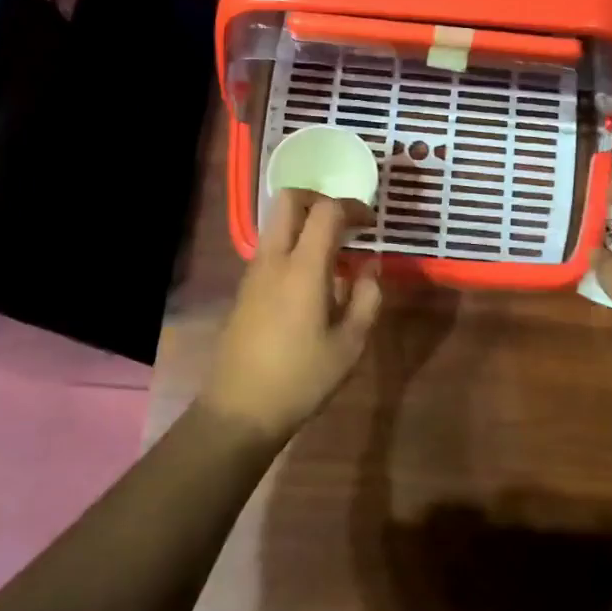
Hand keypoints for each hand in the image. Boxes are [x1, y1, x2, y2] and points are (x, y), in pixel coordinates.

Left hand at [201, 191, 383, 442]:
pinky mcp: (244, 290)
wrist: (239, 410)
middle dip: (319, 200)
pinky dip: (292, 246)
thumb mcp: (350, 344)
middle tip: (344, 224)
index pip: (327, 211)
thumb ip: (366, 298)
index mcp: (303, 268)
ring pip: (276, 224)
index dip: (353, 208)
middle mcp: (274, 260)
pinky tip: (311, 281)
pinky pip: (270, 249)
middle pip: (288, 201)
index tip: (371, 224)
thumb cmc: (302, 378)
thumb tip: (370, 268)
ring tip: (333, 256)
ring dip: (304, 224)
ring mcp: (254, 273)